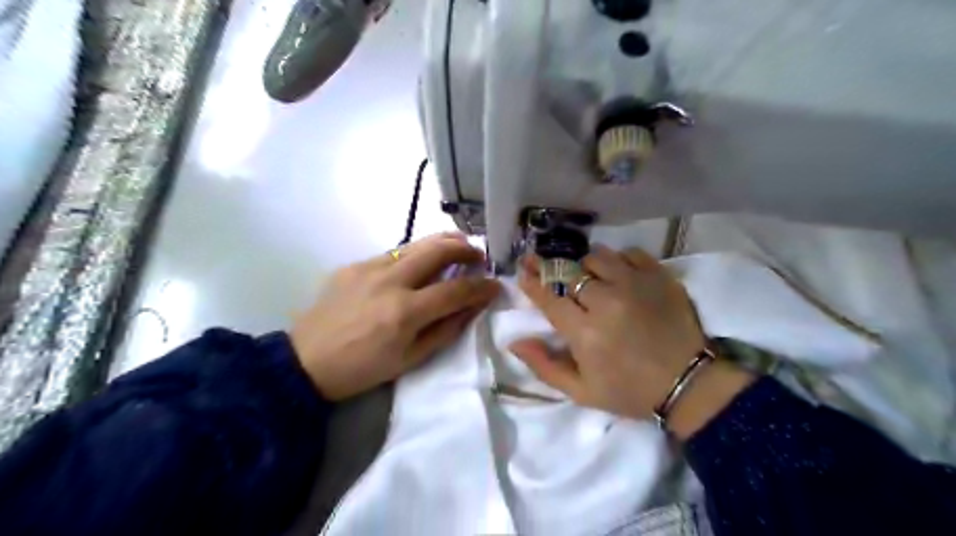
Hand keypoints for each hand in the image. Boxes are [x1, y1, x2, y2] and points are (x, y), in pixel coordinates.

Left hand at [292, 232, 501, 399]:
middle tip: (479, 256)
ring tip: (459, 247)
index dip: (482, 286)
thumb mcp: (410, 359)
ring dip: (444, 243)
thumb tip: (473, 306)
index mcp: (405, 312)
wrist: (305, 361)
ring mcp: (369, 267)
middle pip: (439, 250)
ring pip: (416, 243)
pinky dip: (416, 255)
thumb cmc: (362, 369)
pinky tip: (419, 265)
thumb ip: (446, 329)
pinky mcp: (354, 264)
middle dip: (466, 249)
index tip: (496, 285)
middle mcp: (390, 281)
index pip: (456, 289)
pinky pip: (394, 253)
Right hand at [512, 245, 750, 436]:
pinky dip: (620, 260)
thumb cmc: (629, 391)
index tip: (523, 269)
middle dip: (557, 271)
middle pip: (570, 272)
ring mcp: (635, 285)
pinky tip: (621, 274)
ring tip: (591, 278)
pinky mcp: (659, 277)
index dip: (533, 282)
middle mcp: (606, 302)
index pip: (548, 297)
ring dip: (588, 266)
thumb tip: (515, 342)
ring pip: (598, 257)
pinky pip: (630, 253)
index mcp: (584, 332)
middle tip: (553, 270)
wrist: (688, 384)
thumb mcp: (581, 391)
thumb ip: (544, 366)